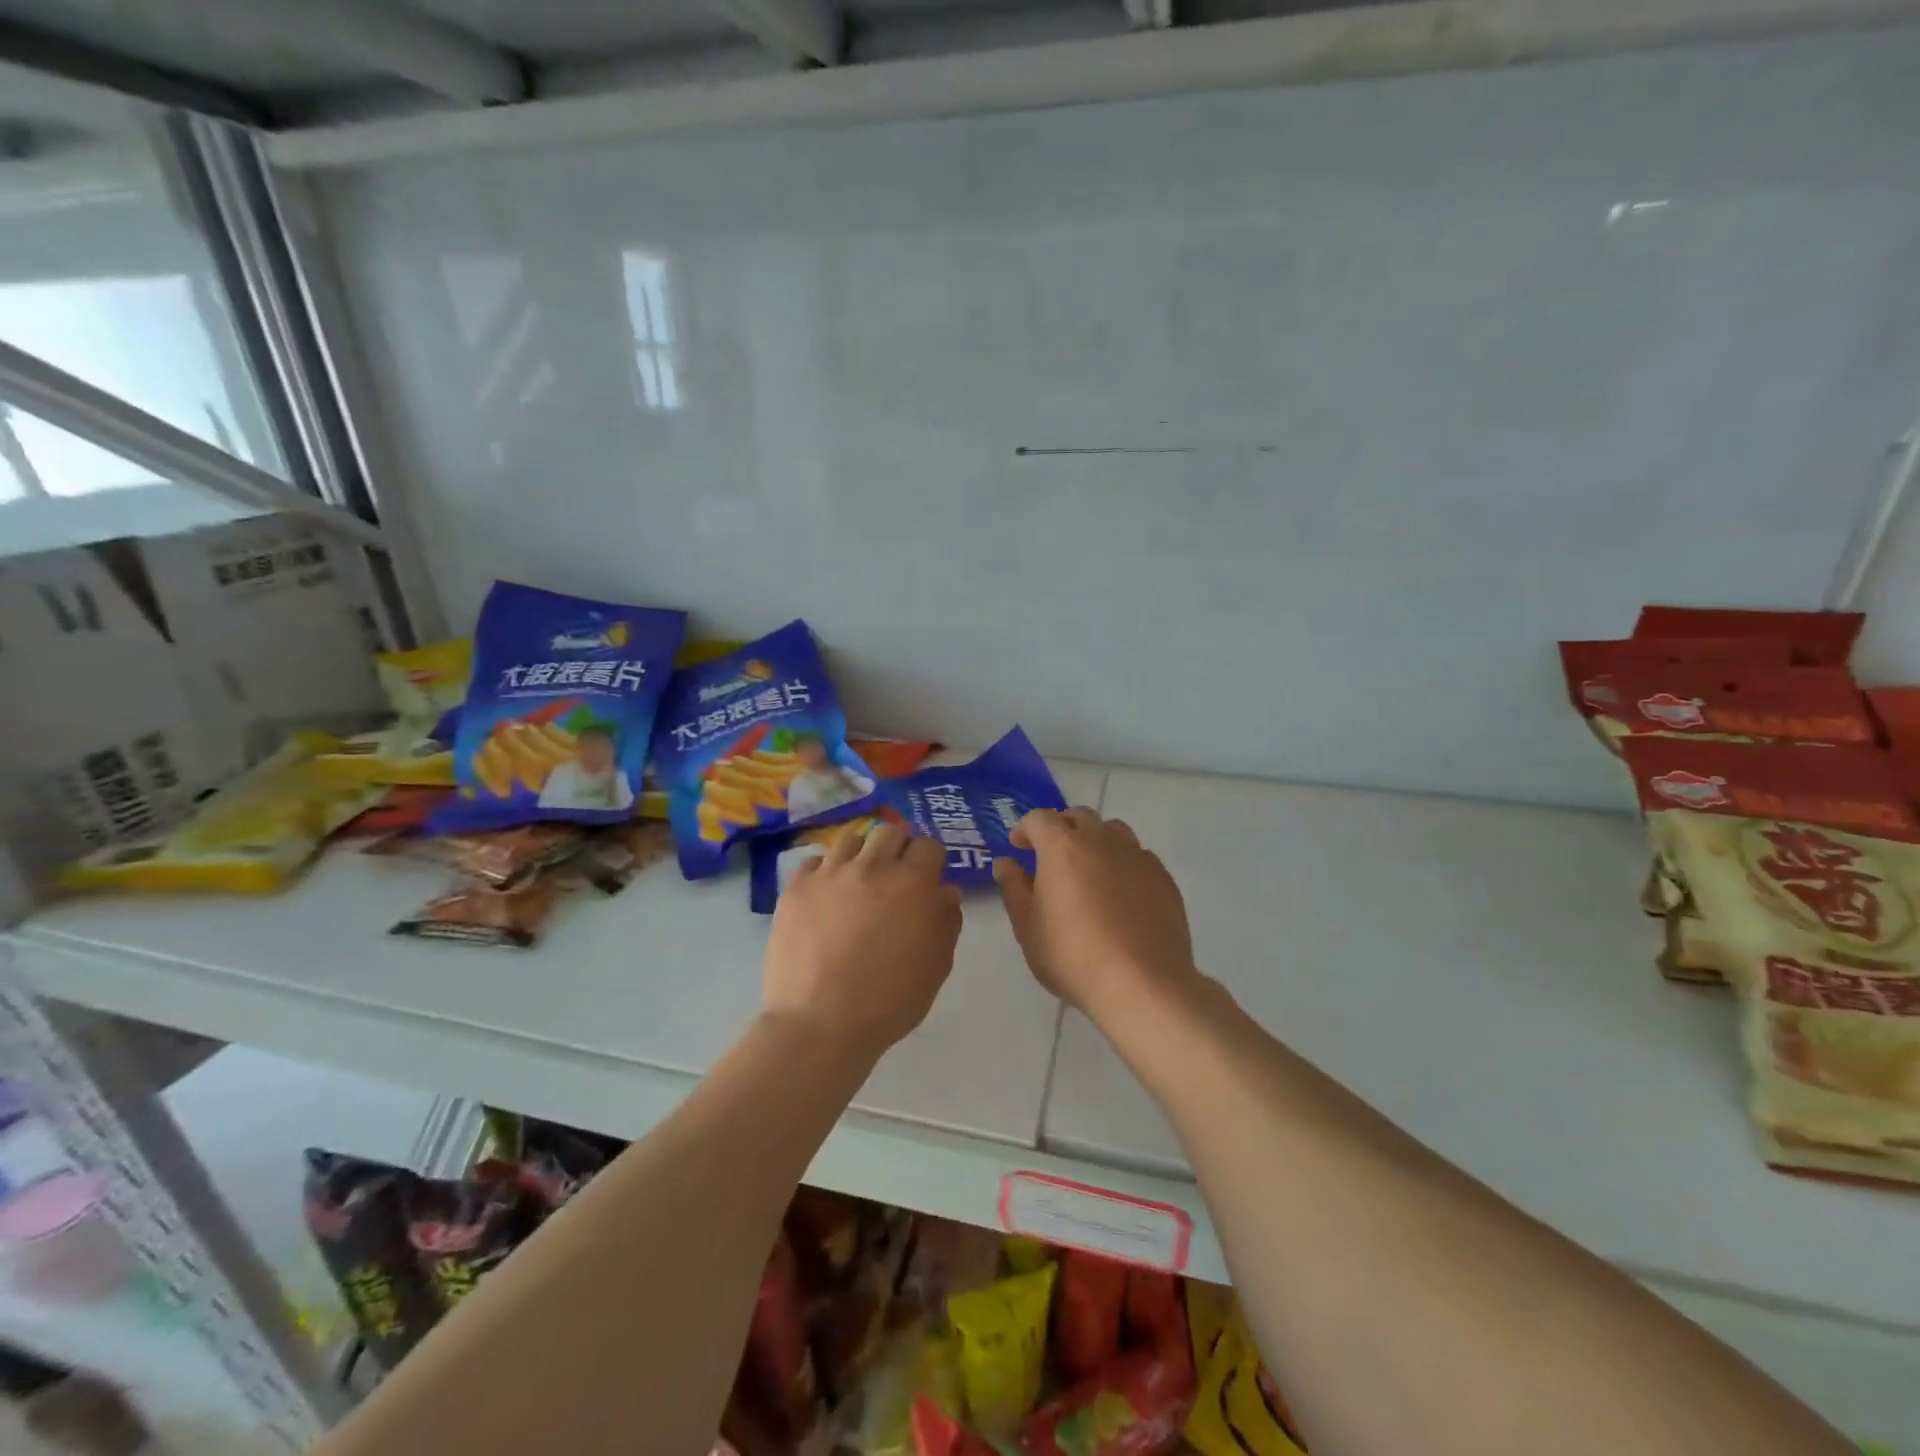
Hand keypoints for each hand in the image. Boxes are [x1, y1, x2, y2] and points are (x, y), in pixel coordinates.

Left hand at [763, 823, 961, 1054]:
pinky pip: (814, 862)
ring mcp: (830, 874)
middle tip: (894, 877)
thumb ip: (946, 922)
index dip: (931, 860)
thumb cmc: (889, 1001)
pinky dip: (825, 873)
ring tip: (857, 883)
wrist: (820, 1024)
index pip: (929, 845)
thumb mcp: (936, 966)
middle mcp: (873, 866)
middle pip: (891, 831)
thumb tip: (945, 891)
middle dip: (899, 848)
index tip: (928, 879)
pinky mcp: (797, 888)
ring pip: (851, 839)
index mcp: (913, 883)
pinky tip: (825, 898)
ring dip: (862, 855)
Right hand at [993, 808, 1198, 1020]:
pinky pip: (1138, 856)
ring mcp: (1136, 856)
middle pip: (1079, 817)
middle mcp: (1101, 840)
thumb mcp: (1028, 927)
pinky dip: (1123, 863)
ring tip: (1089, 870)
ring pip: (1113, 831)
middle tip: (1051, 856)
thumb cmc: (1072, 956)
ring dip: (1096, 840)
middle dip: (1061, 829)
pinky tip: (1121, 893)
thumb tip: (1006, 863)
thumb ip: (1013, 888)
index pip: (1039, 819)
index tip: (1018, 847)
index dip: (1025, 829)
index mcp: (1062, 847)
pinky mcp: (1163, 878)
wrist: (1141, 983)